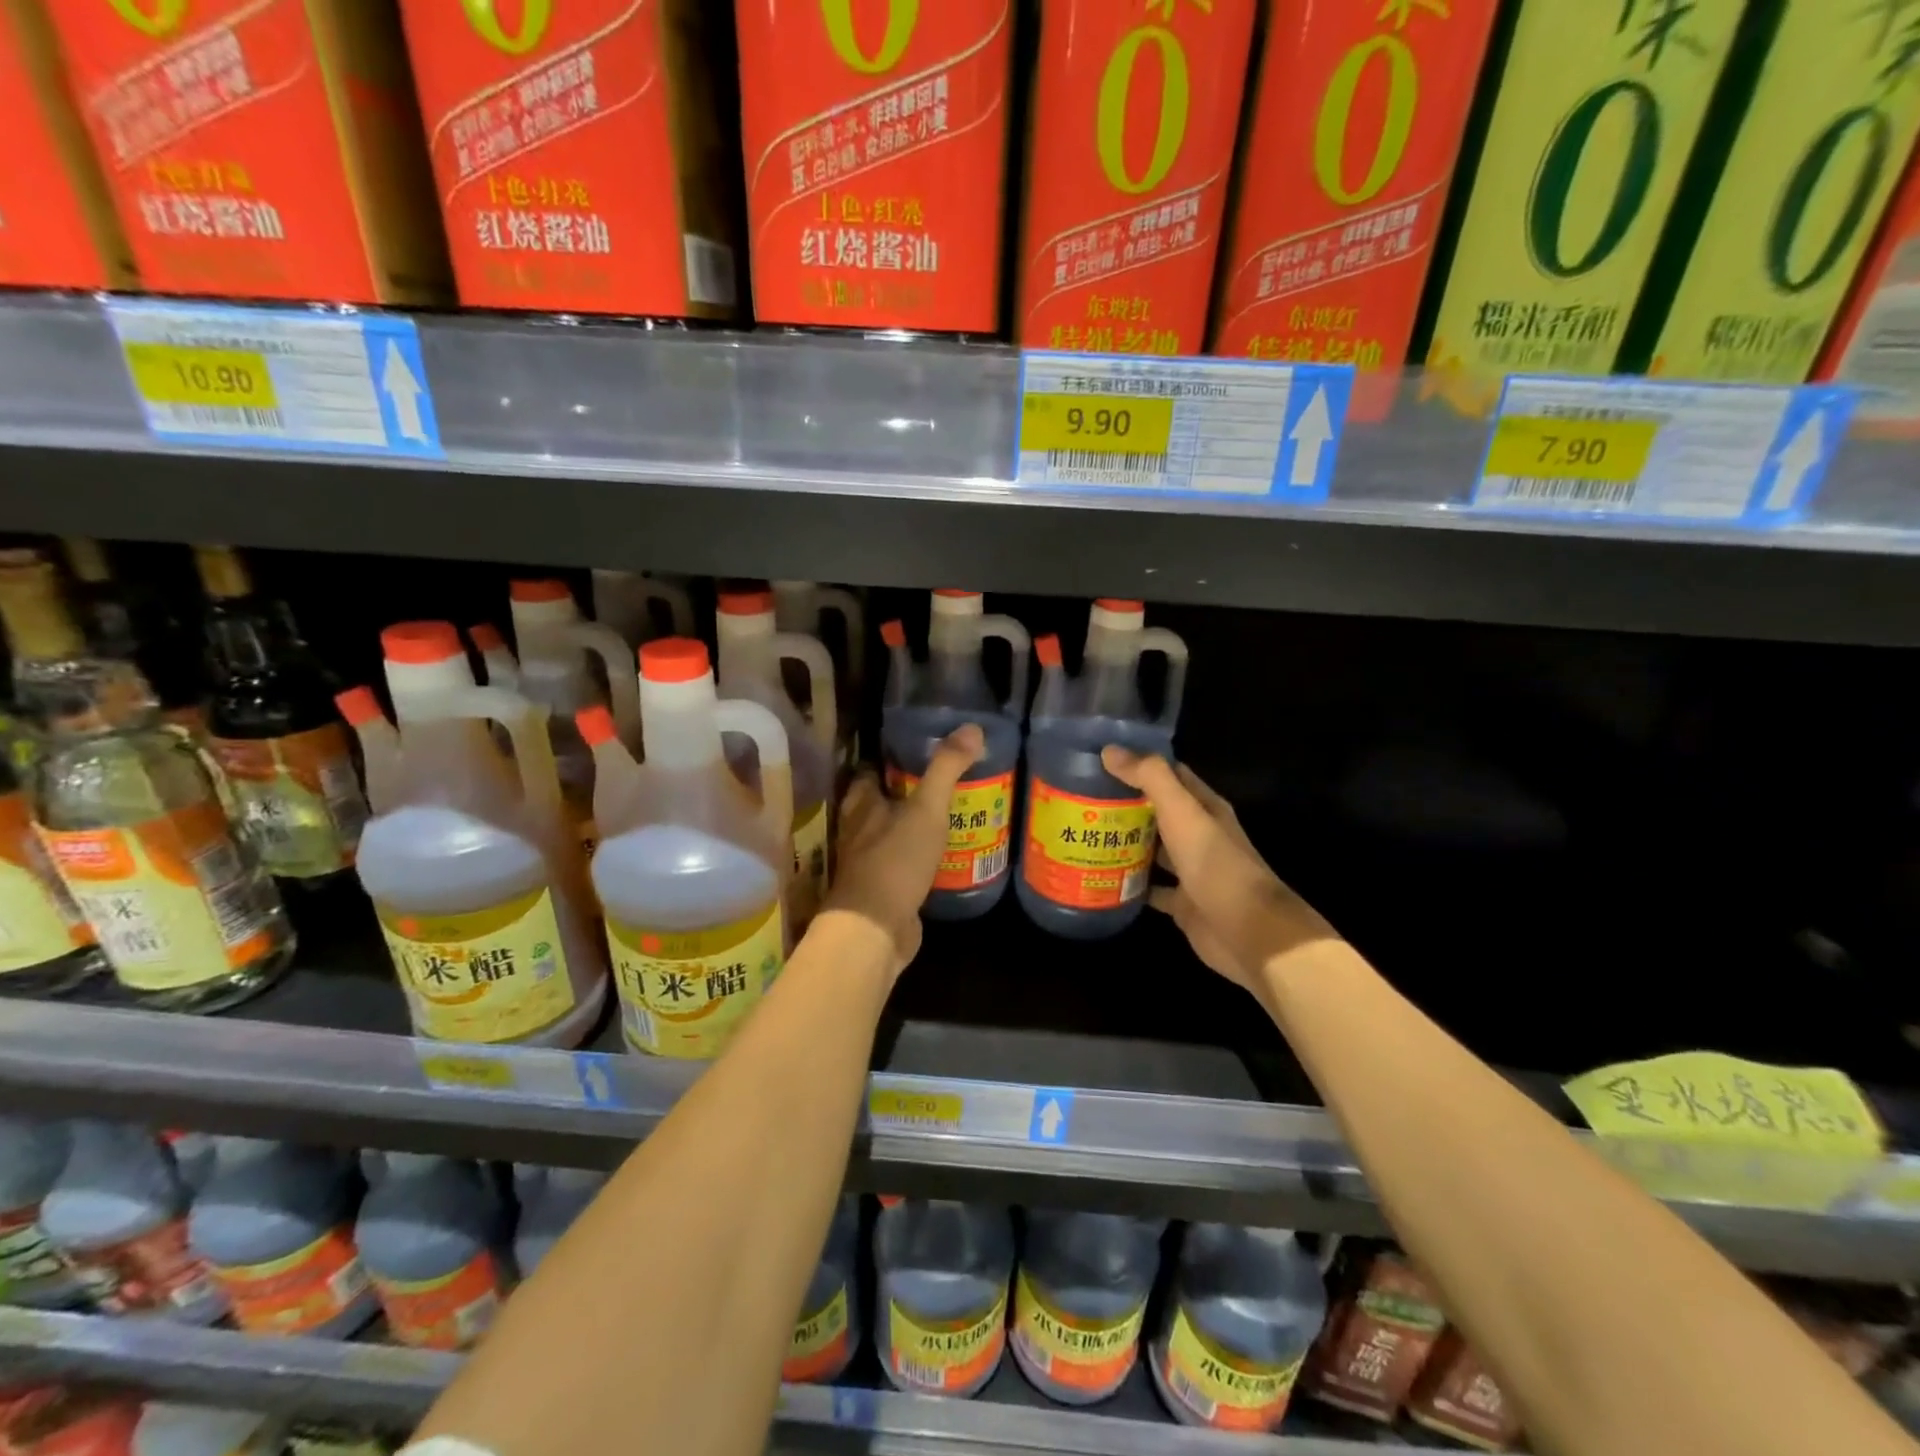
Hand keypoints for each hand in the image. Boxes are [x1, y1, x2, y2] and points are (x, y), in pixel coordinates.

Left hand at [824, 724, 986, 977]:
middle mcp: (858, 831)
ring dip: (910, 827)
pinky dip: (917, 858)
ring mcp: (868, 863)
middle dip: (903, 794)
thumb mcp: (926, 809)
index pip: (870, 772)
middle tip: (939, 783)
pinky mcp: (882, 891)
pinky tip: (942, 856)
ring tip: (947, 815)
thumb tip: (973, 727)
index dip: (889, 759)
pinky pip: (901, 866)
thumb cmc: (895, 860)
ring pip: (889, 835)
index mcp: (862, 805)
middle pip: (878, 803)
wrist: (876, 928)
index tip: (916, 750)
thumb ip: (946, 768)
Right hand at [1100, 748, 1337, 999]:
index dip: (1139, 764)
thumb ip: (1151, 778)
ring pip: (1152, 850)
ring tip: (1084, 834)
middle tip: (1081, 798)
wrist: (1248, 933)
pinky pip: (1150, 889)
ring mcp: (1190, 871)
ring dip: (1124, 843)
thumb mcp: (1183, 813)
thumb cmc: (1216, 865)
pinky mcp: (1182, 903)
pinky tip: (1100, 878)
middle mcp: (1199, 835)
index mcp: (1204, 808)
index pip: (1170, 775)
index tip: (1102, 759)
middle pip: (1157, 812)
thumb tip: (1110, 751)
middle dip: (1124, 804)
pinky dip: (1129, 884)